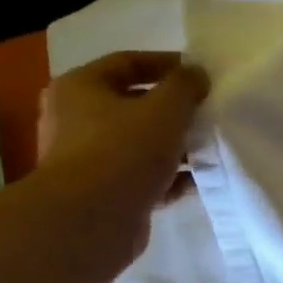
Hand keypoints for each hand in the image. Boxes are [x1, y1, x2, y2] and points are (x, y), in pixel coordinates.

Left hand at [34, 51, 208, 259]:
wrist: (90, 220)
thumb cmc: (124, 150)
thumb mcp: (165, 108)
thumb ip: (185, 85)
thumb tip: (196, 74)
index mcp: (80, 87)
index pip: (127, 62)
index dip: (166, 63)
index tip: (200, 74)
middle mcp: (74, 119)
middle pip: (133, 104)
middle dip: (173, 109)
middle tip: (206, 111)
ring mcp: (86, 159)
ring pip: (139, 143)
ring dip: (174, 145)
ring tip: (208, 147)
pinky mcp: (101, 193)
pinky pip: (140, 176)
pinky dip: (167, 177)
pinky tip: (196, 181)